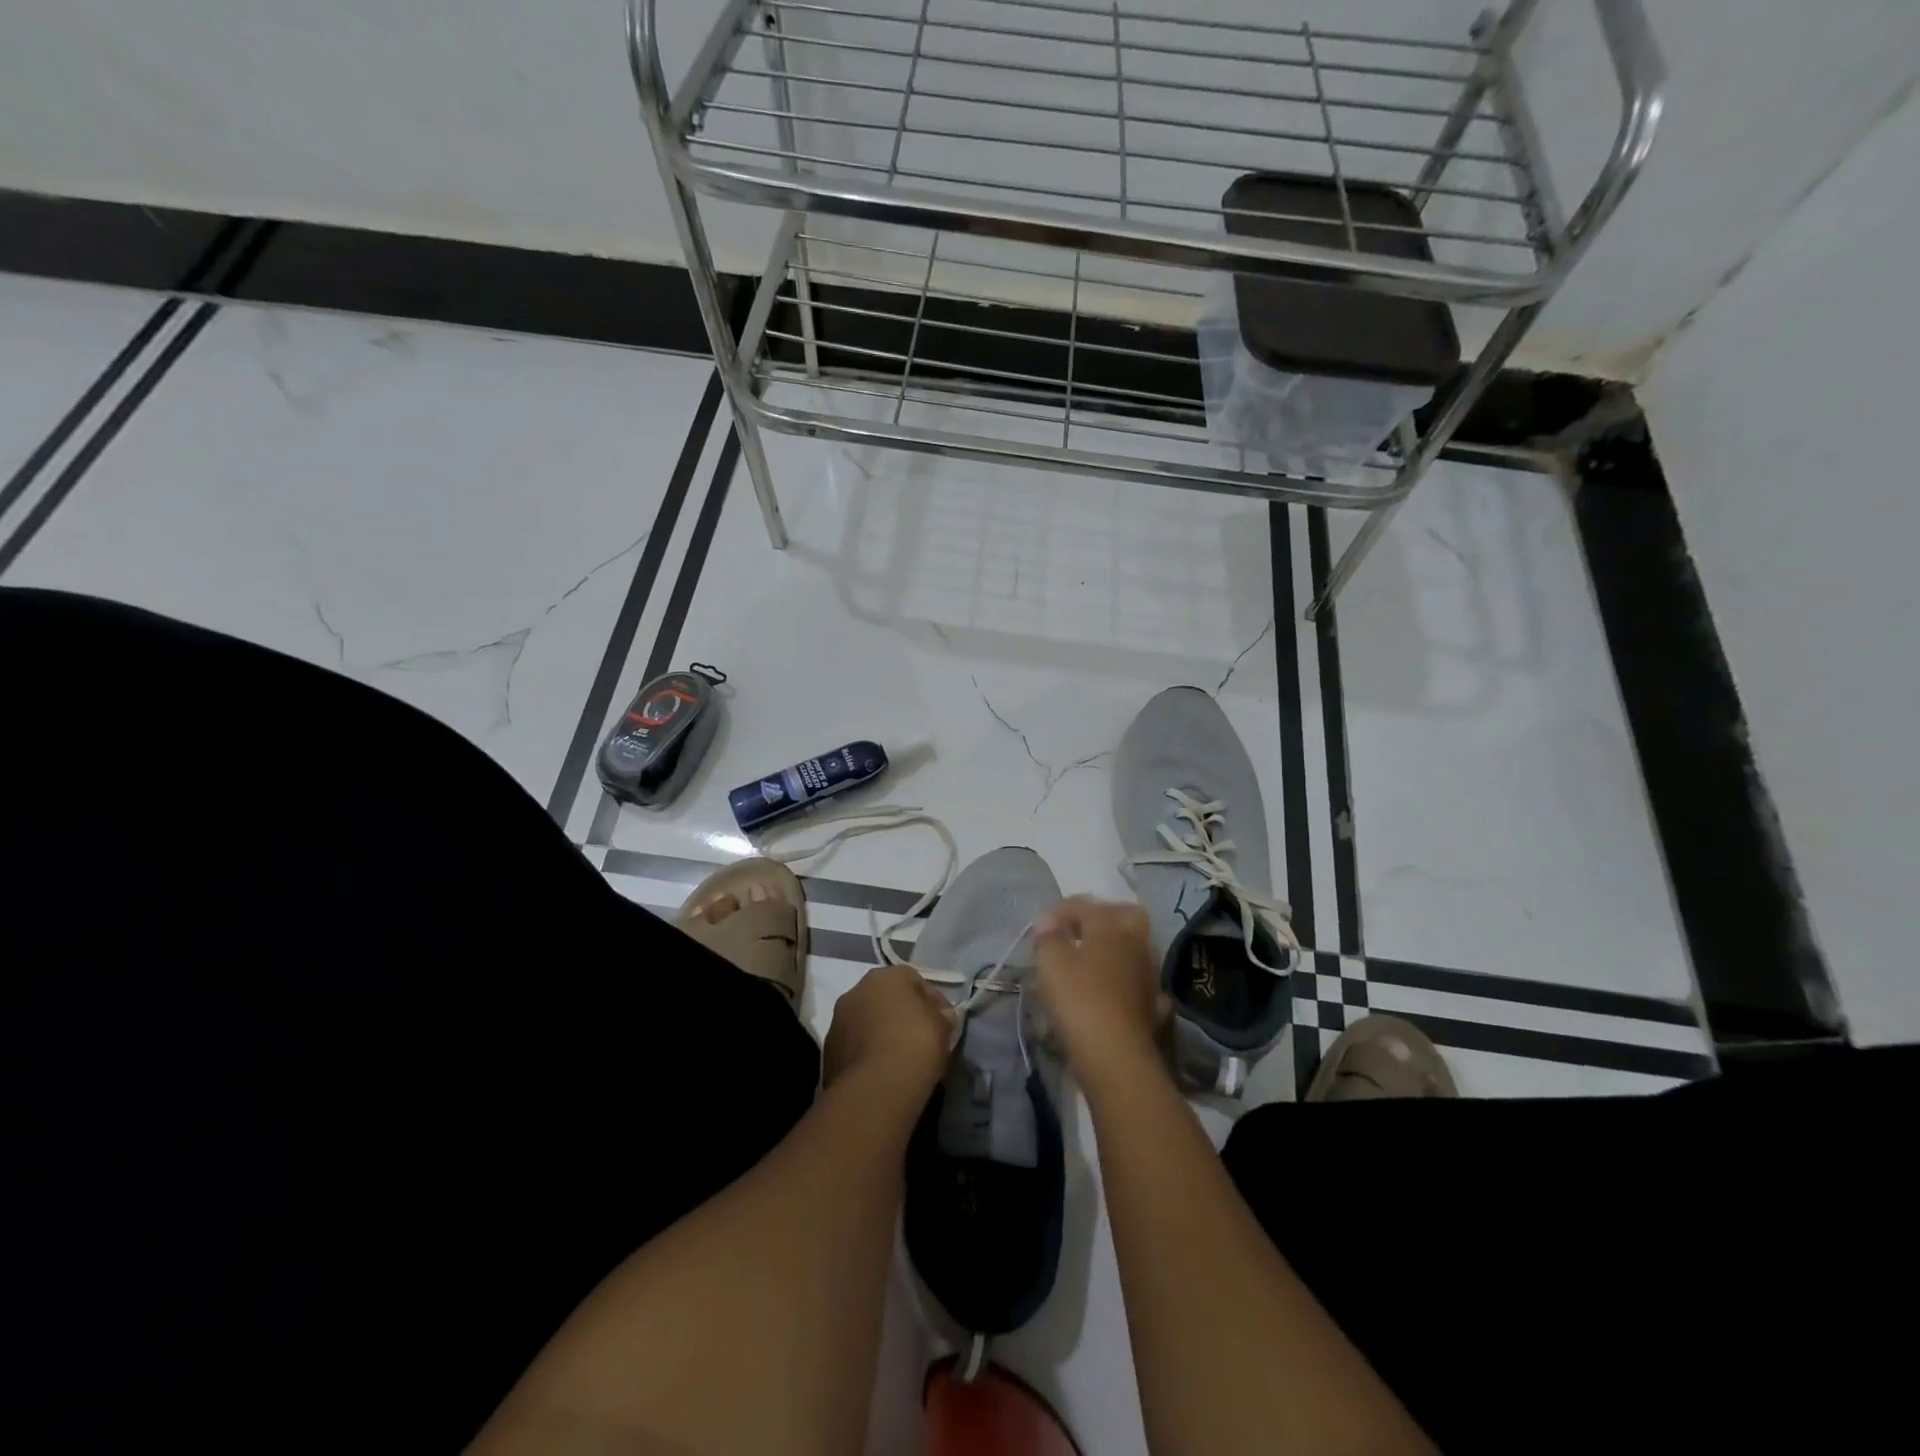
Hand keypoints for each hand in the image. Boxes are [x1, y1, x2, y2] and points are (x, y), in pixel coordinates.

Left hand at [823, 962, 954, 1094]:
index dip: (931, 1001)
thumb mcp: (943, 1027)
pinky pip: (854, 1045)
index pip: (914, 980)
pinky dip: (866, 1053)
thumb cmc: (916, 1045)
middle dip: (901, 1014)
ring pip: (866, 1021)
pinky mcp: (828, 1050)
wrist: (876, 1087)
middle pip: (885, 998)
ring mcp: (838, 1019)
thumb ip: (941, 1015)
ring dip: (880, 1032)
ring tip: (898, 1058)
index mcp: (886, 976)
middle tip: (919, 1038)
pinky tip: (881, 1071)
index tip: (942, 1022)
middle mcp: (857, 989)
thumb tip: (939, 1016)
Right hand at [1032, 897, 1170, 1078]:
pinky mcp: (1153, 1004)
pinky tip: (1108, 992)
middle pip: (1122, 916)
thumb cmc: (1079, 1001)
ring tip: (1084, 965)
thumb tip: (1048, 925)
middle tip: (1073, 933)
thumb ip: (1048, 938)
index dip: (1056, 913)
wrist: (1116, 1057)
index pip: (1082, 905)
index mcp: (1110, 925)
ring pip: (1130, 948)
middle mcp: (1135, 942)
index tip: (1037, 932)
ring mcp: (1148, 973)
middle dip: (1098, 919)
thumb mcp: (1050, 963)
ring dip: (1110, 951)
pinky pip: (1135, 981)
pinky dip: (1122, 982)